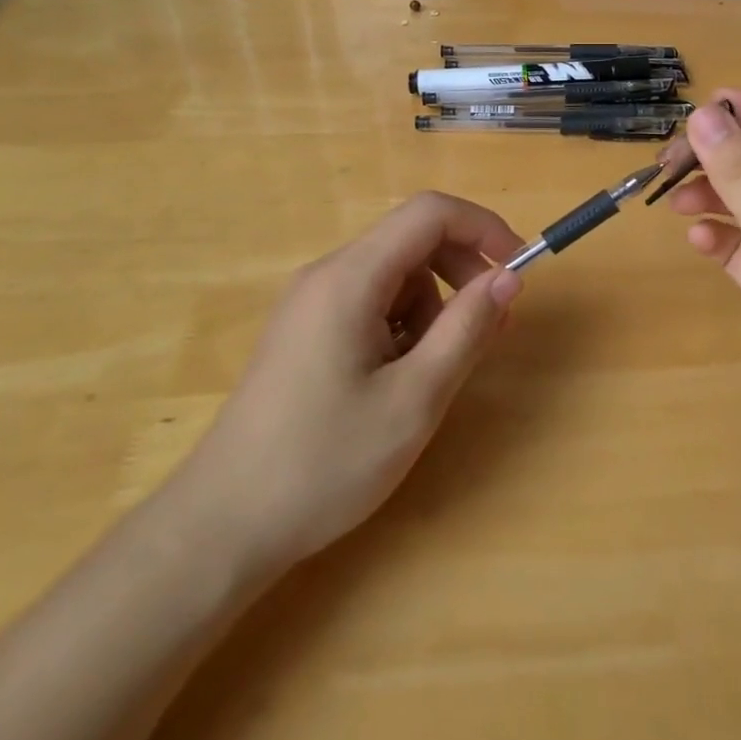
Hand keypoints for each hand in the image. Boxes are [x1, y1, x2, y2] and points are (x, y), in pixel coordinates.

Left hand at [176, 192, 524, 576]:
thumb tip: (509, 278)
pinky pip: (370, 302)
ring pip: (395, 276)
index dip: (482, 228)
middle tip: (488, 329)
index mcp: (350, 277)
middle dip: (461, 273)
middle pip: (412, 240)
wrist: (222, 526)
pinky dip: (400, 326)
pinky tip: (394, 381)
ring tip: (429, 374)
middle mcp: (327, 274)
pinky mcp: (305, 330)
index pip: (429, 213)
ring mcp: (311, 302)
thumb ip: (467, 330)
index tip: (517, 270)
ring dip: (430, 309)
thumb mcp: (414, 400)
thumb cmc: (324, 463)